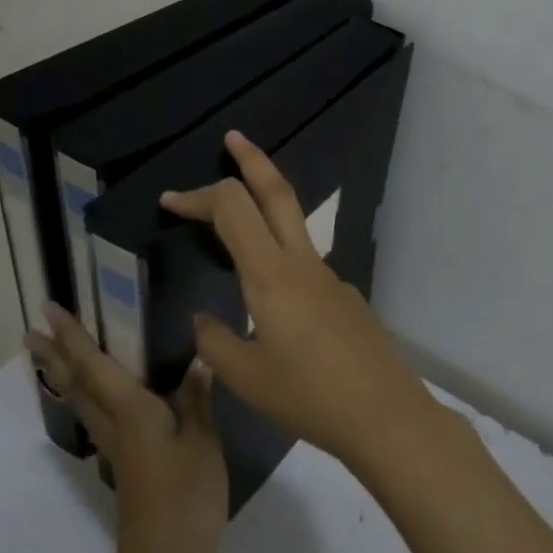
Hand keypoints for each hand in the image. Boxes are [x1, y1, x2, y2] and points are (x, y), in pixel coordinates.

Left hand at [27, 304, 227, 552]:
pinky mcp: (124, 465)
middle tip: (32, 332)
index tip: (48, 311)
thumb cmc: (187, 496)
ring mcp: (116, 448)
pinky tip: (96, 399)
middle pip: (77, 384)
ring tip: (50, 358)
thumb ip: (197, 399)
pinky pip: (96, 418)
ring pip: (81, 403)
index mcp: (132, 412)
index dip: (72, 337)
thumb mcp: (202, 443)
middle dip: (55, 355)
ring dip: (64, 376)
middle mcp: (114, 425)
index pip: (94, 366)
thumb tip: (199, 357)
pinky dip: (86, 398)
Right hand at [160, 131, 438, 469]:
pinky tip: (270, 296)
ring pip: (294, 223)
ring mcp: (329, 277)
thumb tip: (204, 319)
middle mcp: (302, 263)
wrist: (383, 413)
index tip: (169, 202)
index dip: (197, 197)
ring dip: (267, 203)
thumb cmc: (307, 396)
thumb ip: (214, 341)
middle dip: (252, 160)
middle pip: (277, 192)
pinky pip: (304, 262)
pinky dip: (279, 252)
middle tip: (233, 139)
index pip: (232, 208)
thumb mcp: (245, 376)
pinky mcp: (343, 296)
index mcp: (270, 275)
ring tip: (238, 212)